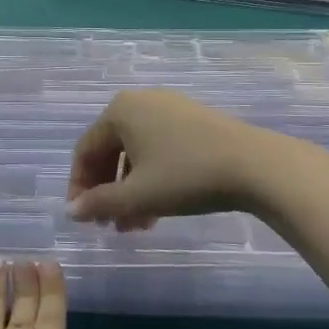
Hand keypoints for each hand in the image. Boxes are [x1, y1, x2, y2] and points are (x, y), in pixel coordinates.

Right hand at [66, 89, 281, 230]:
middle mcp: (141, 102)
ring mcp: (170, 109)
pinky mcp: (194, 121)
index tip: (82, 218)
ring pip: (137, 154)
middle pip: (110, 151)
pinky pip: (160, 150)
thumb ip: (99, 203)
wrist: (256, 166)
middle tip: (109, 225)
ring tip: (136, 226)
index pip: (85, 151)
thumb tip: (71, 211)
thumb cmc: (186, 176)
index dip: (79, 187)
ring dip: (130, 191)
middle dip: (108, 192)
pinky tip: (158, 209)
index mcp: (119, 111)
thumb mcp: (137, 195)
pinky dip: (152, 178)